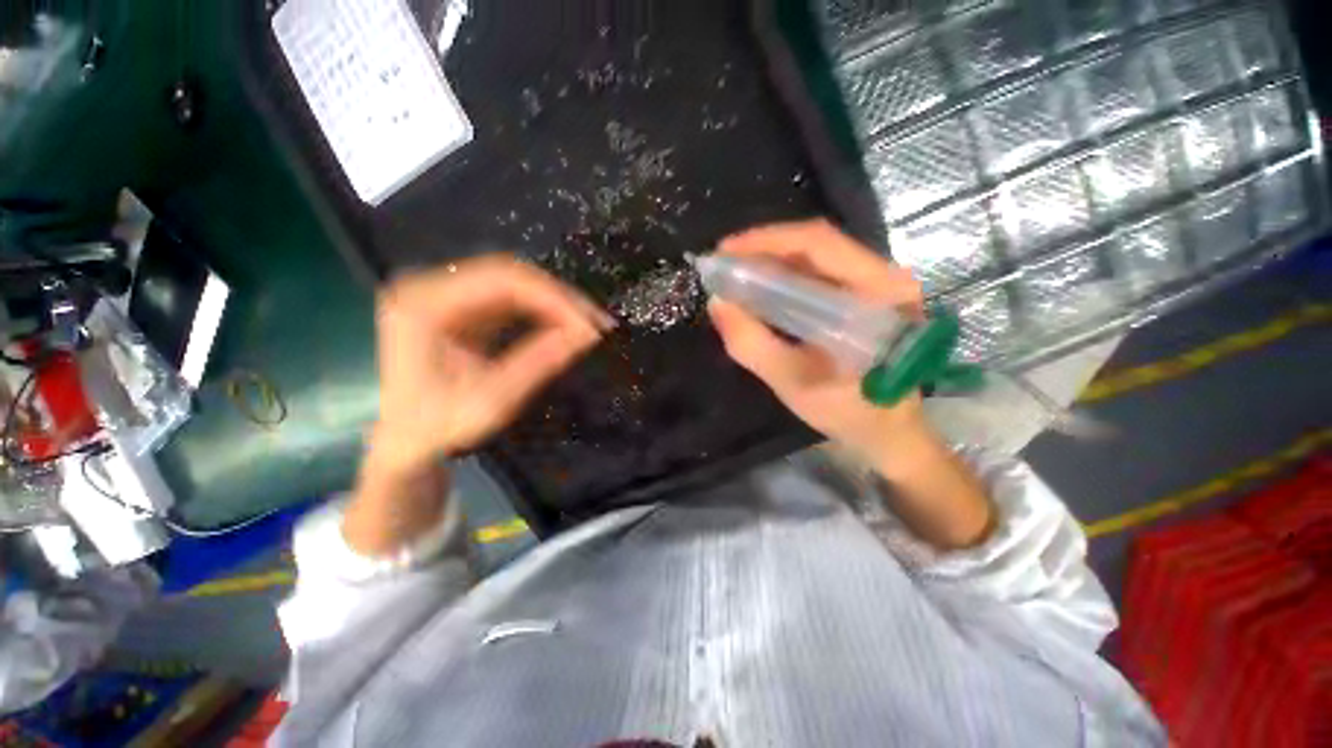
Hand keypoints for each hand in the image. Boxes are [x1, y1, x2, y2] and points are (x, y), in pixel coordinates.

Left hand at [367, 256, 612, 479]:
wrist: (406, 441)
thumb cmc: (439, 427)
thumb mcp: (493, 400)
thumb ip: (540, 362)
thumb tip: (588, 335)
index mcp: (425, 304)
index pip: (503, 280)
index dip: (554, 298)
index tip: (590, 324)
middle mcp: (430, 287)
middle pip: (509, 275)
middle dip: (559, 298)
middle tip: (597, 322)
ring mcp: (444, 294)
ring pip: (513, 283)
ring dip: (554, 303)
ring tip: (587, 324)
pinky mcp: (459, 307)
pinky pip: (509, 298)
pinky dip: (541, 311)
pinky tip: (563, 325)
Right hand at [710, 220, 992, 547]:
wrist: (892, 433)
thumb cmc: (850, 413)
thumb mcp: (794, 383)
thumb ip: (752, 344)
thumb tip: (717, 302)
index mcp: (879, 293)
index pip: (819, 243)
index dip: (766, 240)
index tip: (724, 252)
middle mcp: (885, 276)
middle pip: (817, 243)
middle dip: (764, 248)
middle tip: (724, 263)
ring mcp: (878, 284)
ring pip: (817, 255)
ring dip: (772, 260)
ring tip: (736, 273)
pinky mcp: (867, 296)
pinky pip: (820, 273)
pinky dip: (785, 275)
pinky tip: (762, 288)